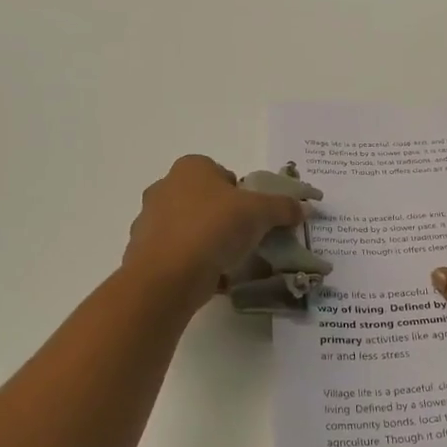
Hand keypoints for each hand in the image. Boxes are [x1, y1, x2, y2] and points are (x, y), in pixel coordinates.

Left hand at [123, 156, 316, 309]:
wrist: (168, 275)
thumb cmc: (214, 227)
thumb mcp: (260, 213)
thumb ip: (282, 207)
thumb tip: (303, 207)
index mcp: (190, 168)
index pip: (222, 173)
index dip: (242, 193)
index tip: (254, 215)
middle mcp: (164, 187)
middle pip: (205, 200)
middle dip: (224, 217)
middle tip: (245, 238)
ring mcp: (149, 221)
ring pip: (189, 228)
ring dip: (208, 241)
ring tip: (230, 262)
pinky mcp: (144, 253)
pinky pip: (178, 254)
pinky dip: (194, 264)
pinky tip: (211, 279)